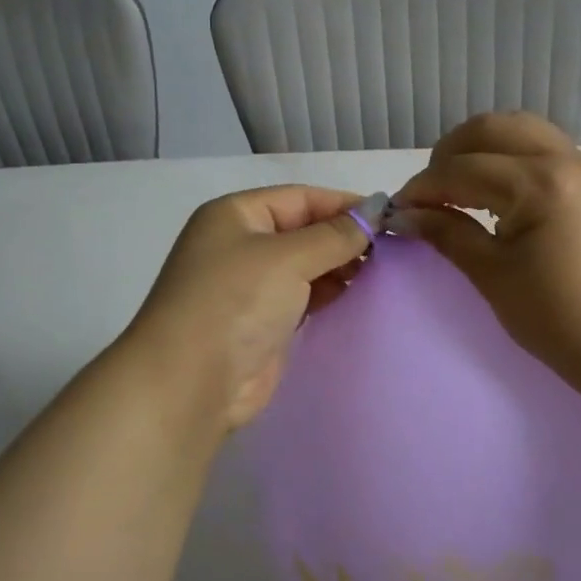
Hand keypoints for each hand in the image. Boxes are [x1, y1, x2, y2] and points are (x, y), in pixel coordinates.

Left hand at [123, 186, 370, 433]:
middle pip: (304, 230)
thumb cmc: (235, 302)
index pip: (301, 198)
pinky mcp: (262, 322)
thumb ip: (335, 235)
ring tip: (379, 273)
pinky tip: (356, 296)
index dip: (343, 205)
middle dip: (344, 237)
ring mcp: (250, 286)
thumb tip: (375, 210)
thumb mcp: (288, 258)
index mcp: (236, 215)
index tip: (388, 219)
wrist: (190, 383)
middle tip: (390, 251)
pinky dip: (328, 293)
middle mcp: (241, 245)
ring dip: (339, 267)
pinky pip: (303, 297)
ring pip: (306, 265)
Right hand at [394, 113, 580, 376]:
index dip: (423, 189)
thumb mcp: (492, 275)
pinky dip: (507, 154)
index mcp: (539, 184)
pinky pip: (539, 145)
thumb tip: (404, 214)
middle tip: (428, 195)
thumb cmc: (556, 317)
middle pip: (489, 129)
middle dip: (448, 155)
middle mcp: (562, 160)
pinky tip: (492, 188)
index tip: (397, 211)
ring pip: (517, 128)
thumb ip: (446, 233)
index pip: (462, 169)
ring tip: (457, 185)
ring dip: (479, 147)